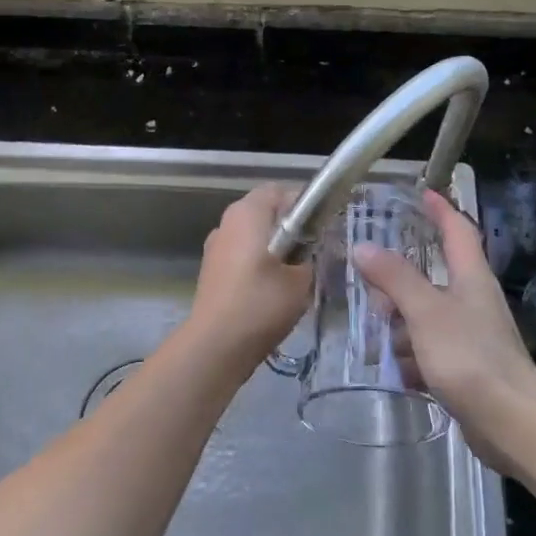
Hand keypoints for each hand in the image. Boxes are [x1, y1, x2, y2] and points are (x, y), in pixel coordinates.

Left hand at [187, 185, 313, 361]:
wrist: (216, 345)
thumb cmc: (261, 303)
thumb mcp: (302, 279)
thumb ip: (311, 255)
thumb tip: (312, 249)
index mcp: (247, 212)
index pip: (280, 191)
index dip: (304, 204)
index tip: (323, 227)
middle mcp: (227, 222)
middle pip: (265, 212)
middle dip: (290, 228)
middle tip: (315, 251)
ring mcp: (215, 246)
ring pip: (253, 236)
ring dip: (274, 248)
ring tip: (296, 274)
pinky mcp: (211, 269)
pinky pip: (241, 255)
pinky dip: (258, 264)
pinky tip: (273, 290)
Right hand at [354, 191, 535, 471]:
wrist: (510, 421)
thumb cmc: (469, 356)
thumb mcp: (425, 311)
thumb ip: (394, 278)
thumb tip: (363, 246)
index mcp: (471, 277)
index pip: (457, 230)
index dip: (440, 210)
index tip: (422, 193)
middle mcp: (472, 301)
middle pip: (430, 278)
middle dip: (398, 285)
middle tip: (371, 291)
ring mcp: (469, 336)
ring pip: (423, 318)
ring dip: (401, 329)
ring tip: (380, 344)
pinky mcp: (464, 368)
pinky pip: (428, 353)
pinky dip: (412, 360)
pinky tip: (400, 375)